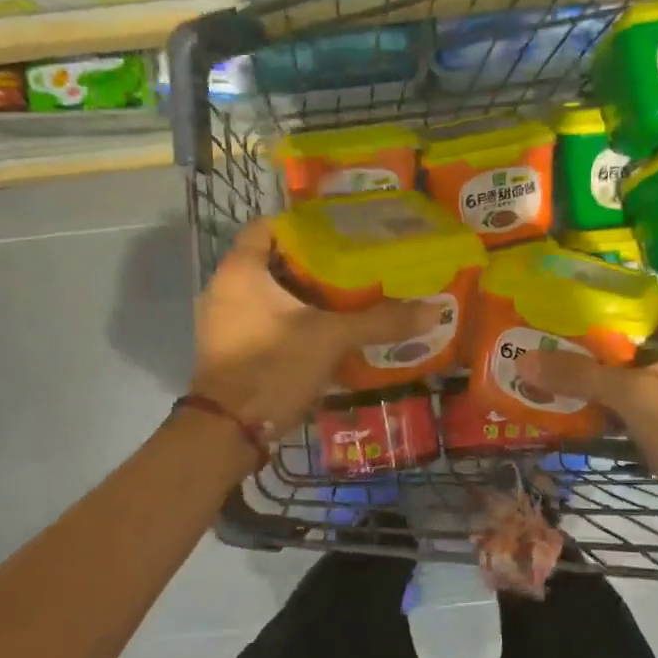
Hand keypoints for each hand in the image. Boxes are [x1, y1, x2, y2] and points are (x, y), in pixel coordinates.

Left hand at [189, 219, 436, 442]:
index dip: (306, 226)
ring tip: (350, 298)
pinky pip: (267, 323)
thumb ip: (379, 322)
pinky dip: (294, 323)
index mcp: (241, 270)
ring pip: (272, 296)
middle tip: (357, 266)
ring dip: (306, 297)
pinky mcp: (232, 350)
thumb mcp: (331, 339)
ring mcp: (225, 322)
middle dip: (315, 265)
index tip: (342, 233)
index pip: (270, 226)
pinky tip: (328, 334)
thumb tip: (432, 310)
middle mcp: (226, 289)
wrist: (226, 431)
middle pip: (275, 262)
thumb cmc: (272, 367)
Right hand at [517, 296, 657, 545]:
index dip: (628, 297)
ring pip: (639, 377)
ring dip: (604, 375)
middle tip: (561, 333)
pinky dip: (611, 405)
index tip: (587, 298)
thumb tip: (525, 361)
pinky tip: (577, 406)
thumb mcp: (633, 394)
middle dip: (604, 339)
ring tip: (560, 366)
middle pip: (644, 341)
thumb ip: (580, 375)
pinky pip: (637, 407)